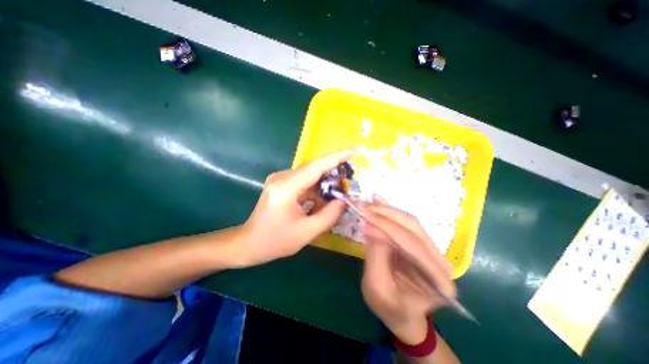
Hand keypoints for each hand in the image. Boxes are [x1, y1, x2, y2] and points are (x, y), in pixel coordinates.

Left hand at [236, 148, 353, 266]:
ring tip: (338, 195)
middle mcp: (281, 177)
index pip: (316, 166)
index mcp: (286, 188)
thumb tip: (344, 200)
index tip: (355, 150)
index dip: (338, 157)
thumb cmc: (275, 241)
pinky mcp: (281, 183)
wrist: (249, 243)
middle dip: (334, 172)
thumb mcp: (306, 232)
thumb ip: (329, 215)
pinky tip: (322, 200)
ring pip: (310, 175)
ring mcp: (280, 179)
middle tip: (351, 180)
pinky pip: (304, 181)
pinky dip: (316, 189)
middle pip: (314, 168)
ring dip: (325, 183)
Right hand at [360, 199, 455, 343]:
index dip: (386, 226)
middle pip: (413, 228)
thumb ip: (376, 256)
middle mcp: (440, 261)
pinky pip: (405, 224)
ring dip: (387, 211)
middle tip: (364, 206)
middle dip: (386, 214)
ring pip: (410, 222)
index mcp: (438, 280)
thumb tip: (370, 226)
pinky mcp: (420, 244)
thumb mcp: (377, 287)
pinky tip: (379, 201)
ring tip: (368, 202)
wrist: (402, 314)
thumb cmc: (390, 307)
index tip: (365, 213)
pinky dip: (390, 212)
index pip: (412, 244)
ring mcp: (432, 251)